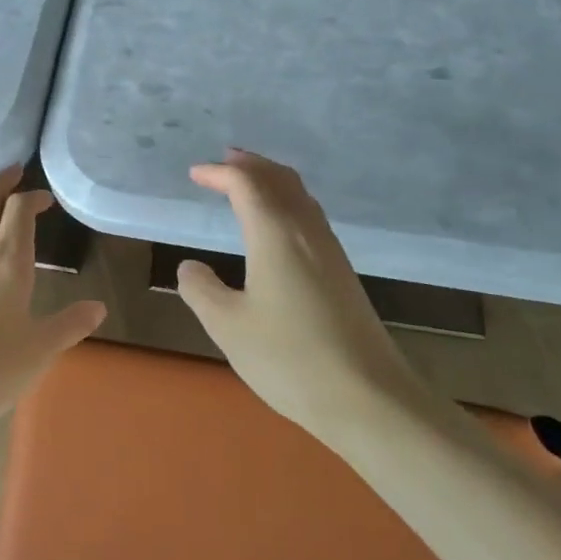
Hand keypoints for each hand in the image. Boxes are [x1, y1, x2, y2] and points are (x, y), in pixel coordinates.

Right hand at [176, 151, 421, 434]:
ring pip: (300, 196)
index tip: (194, 174)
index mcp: (275, 233)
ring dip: (271, 181)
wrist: (369, 398)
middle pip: (279, 179)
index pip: (245, 184)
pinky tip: (279, 226)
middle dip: (250, 165)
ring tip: (248, 184)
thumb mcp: (228, 326)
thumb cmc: (290, 358)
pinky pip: (309, 216)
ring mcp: (330, 251)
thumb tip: (191, 267)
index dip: (218, 173)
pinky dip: (287, 202)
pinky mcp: (342, 272)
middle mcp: (305, 231)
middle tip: (225, 161)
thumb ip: (201, 290)